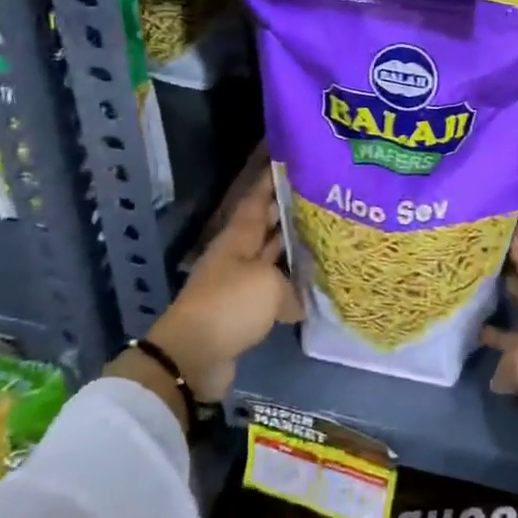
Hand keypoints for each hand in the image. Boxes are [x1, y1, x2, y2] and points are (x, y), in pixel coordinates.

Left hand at [138, 158, 300, 403]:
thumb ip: (291, 285)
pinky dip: (289, 285)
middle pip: (265, 226)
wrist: (194, 355)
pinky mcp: (242, 310)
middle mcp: (237, 254)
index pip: (257, 199)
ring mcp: (238, 282)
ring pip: (270, 257)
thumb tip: (297, 300)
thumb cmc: (230, 305)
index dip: (271, 180)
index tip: (290, 161)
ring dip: (291, 248)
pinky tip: (312, 286)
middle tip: (320, 198)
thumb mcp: (269, 286)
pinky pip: (271, 289)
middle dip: (287, 211)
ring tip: (323, 236)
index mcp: (238, 238)